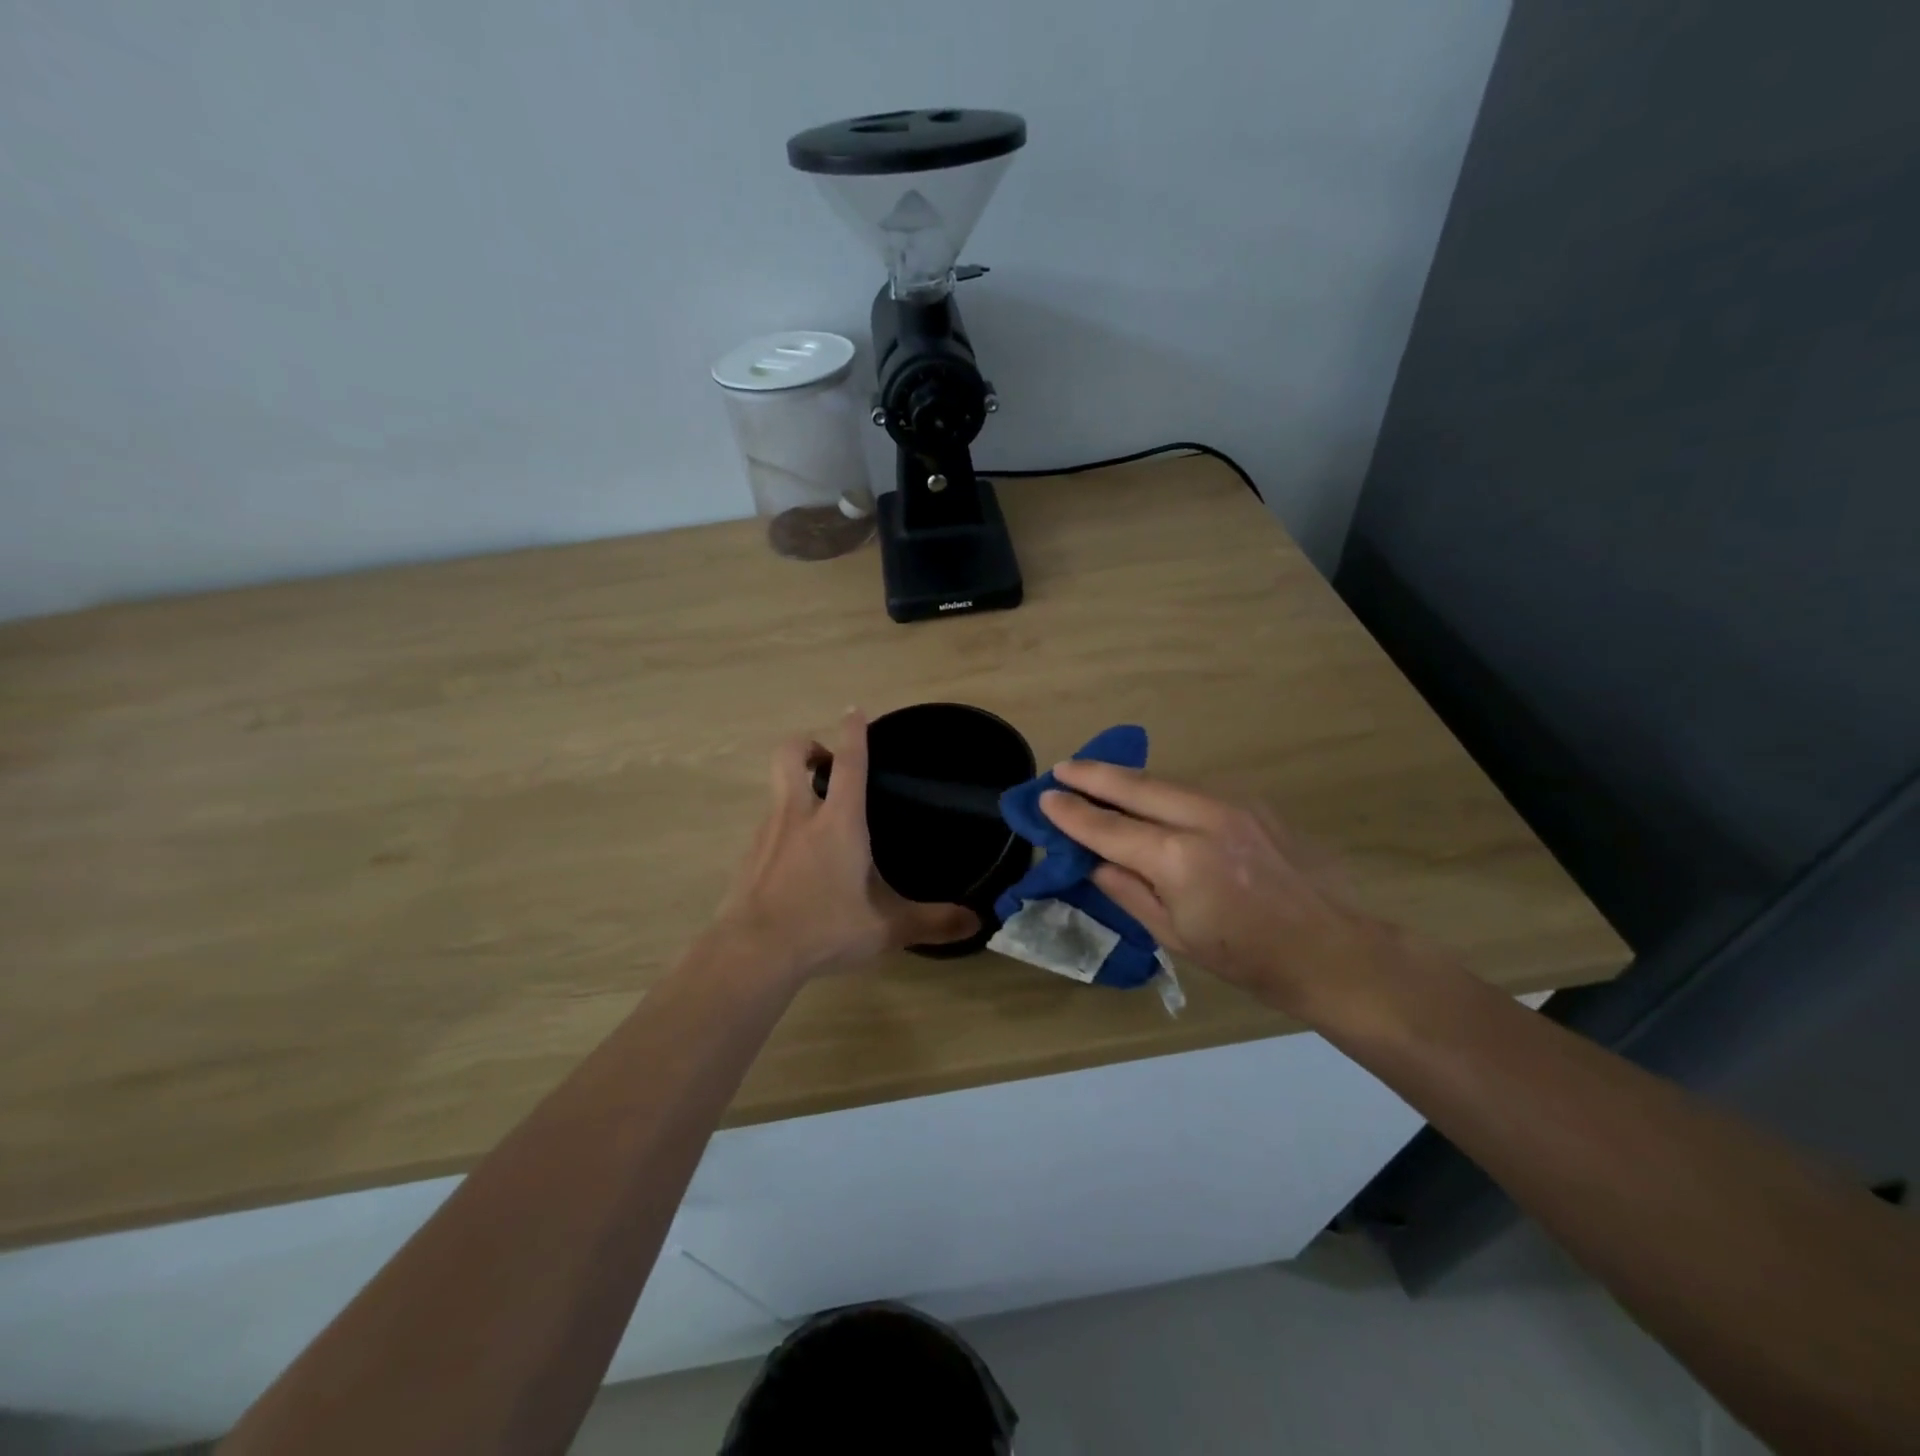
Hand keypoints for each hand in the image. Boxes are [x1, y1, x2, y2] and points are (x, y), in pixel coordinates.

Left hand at [712, 711, 978, 981]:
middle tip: (827, 762)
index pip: (849, 761)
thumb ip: (933, 922)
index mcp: (838, 821)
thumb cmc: (824, 928)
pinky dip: (783, 829)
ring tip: (819, 821)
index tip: (854, 710)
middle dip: (807, 744)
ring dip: (796, 788)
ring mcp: (766, 834)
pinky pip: (767, 827)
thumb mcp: (887, 929)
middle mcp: (799, 815)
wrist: (752, 954)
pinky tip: (797, 863)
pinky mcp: (747, 857)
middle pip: (791, 754)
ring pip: (777, 790)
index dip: (854, 732)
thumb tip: (977, 922)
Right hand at [1039, 761, 1403, 1021]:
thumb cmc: (1249, 958)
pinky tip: (1151, 797)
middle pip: (1135, 786)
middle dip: (1094, 775)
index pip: (1109, 829)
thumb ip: (1129, 890)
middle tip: (1063, 768)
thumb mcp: (1176, 936)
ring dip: (1128, 778)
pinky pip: (1195, 790)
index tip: (1045, 799)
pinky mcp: (1255, 804)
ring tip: (1098, 776)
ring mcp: (1234, 805)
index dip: (1073, 814)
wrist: (1335, 949)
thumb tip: (1093, 860)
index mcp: (1179, 860)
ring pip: (1166, 781)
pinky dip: (1164, 790)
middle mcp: (1203, 819)